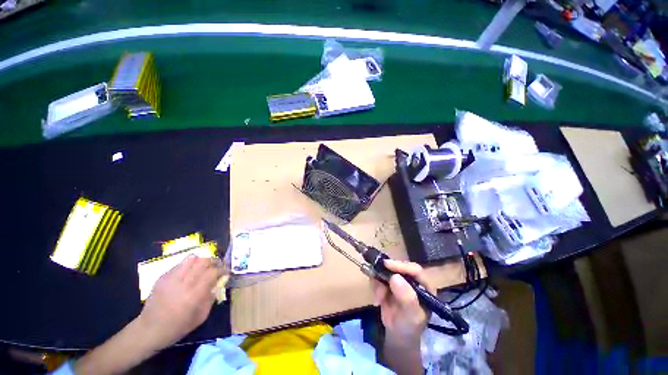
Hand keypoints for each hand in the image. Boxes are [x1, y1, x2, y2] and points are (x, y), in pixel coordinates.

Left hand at [137, 255, 223, 349]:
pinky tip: (189, 273)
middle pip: (203, 261)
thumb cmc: (177, 327)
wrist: (148, 330)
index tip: (226, 272)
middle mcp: (183, 283)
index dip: (222, 269)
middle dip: (214, 261)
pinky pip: (180, 264)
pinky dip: (189, 265)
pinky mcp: (163, 277)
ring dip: (201, 260)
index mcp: (193, 295)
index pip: (212, 272)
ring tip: (204, 267)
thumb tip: (218, 283)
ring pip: (192, 258)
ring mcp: (171, 278)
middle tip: (217, 266)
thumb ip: (211, 298)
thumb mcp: (200, 317)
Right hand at [371, 260, 432, 344]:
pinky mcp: (387, 282)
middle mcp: (411, 278)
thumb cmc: (409, 326)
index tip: (386, 264)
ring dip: (379, 282)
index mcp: (424, 285)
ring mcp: (398, 279)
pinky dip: (375, 286)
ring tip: (380, 298)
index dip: (401, 265)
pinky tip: (378, 299)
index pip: (414, 270)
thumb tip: (395, 277)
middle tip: (377, 279)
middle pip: (398, 267)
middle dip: (386, 273)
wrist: (397, 334)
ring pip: (385, 270)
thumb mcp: (411, 315)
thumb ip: (406, 298)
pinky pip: (378, 277)